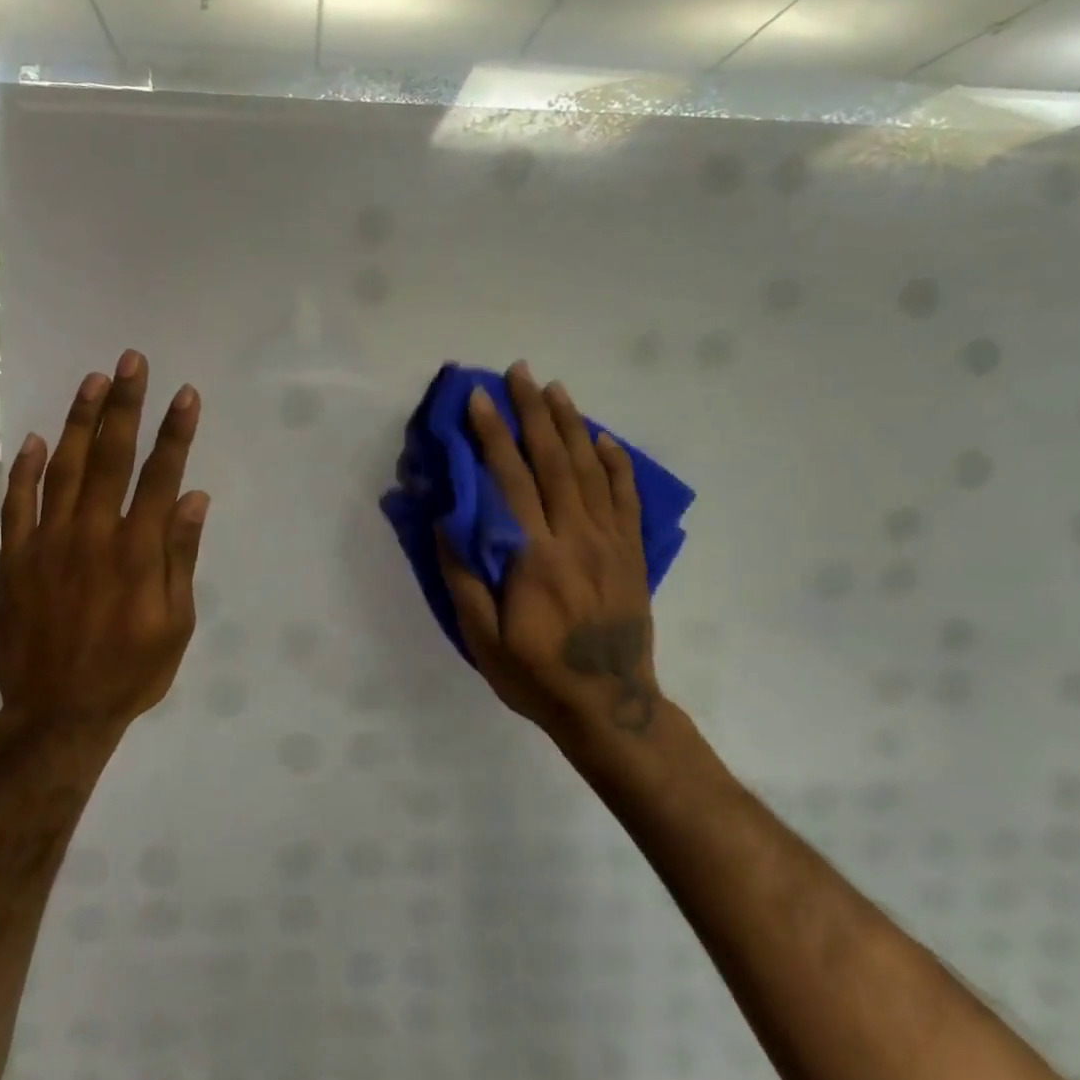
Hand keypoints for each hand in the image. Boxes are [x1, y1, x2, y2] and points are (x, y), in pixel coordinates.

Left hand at [0, 351, 207, 750]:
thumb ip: (181, 556)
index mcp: (138, 550)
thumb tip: (193, 498)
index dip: (175, 432)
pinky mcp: (13, 559)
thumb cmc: (130, 671)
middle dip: (124, 405)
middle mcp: (93, 534)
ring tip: (92, 381)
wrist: (59, 714)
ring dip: (79, 422)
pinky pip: (15, 504)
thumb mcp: (176, 623)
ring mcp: (47, 543)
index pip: (161, 476)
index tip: (184, 394)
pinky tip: (32, 439)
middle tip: (131, 361)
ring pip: (62, 468)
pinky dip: (22, 469)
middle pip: (111, 457)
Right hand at [439, 362, 667, 746]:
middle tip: (519, 373)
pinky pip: (625, 497)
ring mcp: (610, 542)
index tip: (479, 399)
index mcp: (533, 556)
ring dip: (571, 425)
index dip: (492, 436)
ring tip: (555, 389)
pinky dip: (615, 463)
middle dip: (532, 412)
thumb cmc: (536, 675)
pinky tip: (603, 439)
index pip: (509, 480)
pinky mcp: (632, 553)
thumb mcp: (483, 639)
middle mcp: (574, 537)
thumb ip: (463, 578)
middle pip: (551, 461)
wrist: (610, 706)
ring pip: (589, 470)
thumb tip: (448, 521)